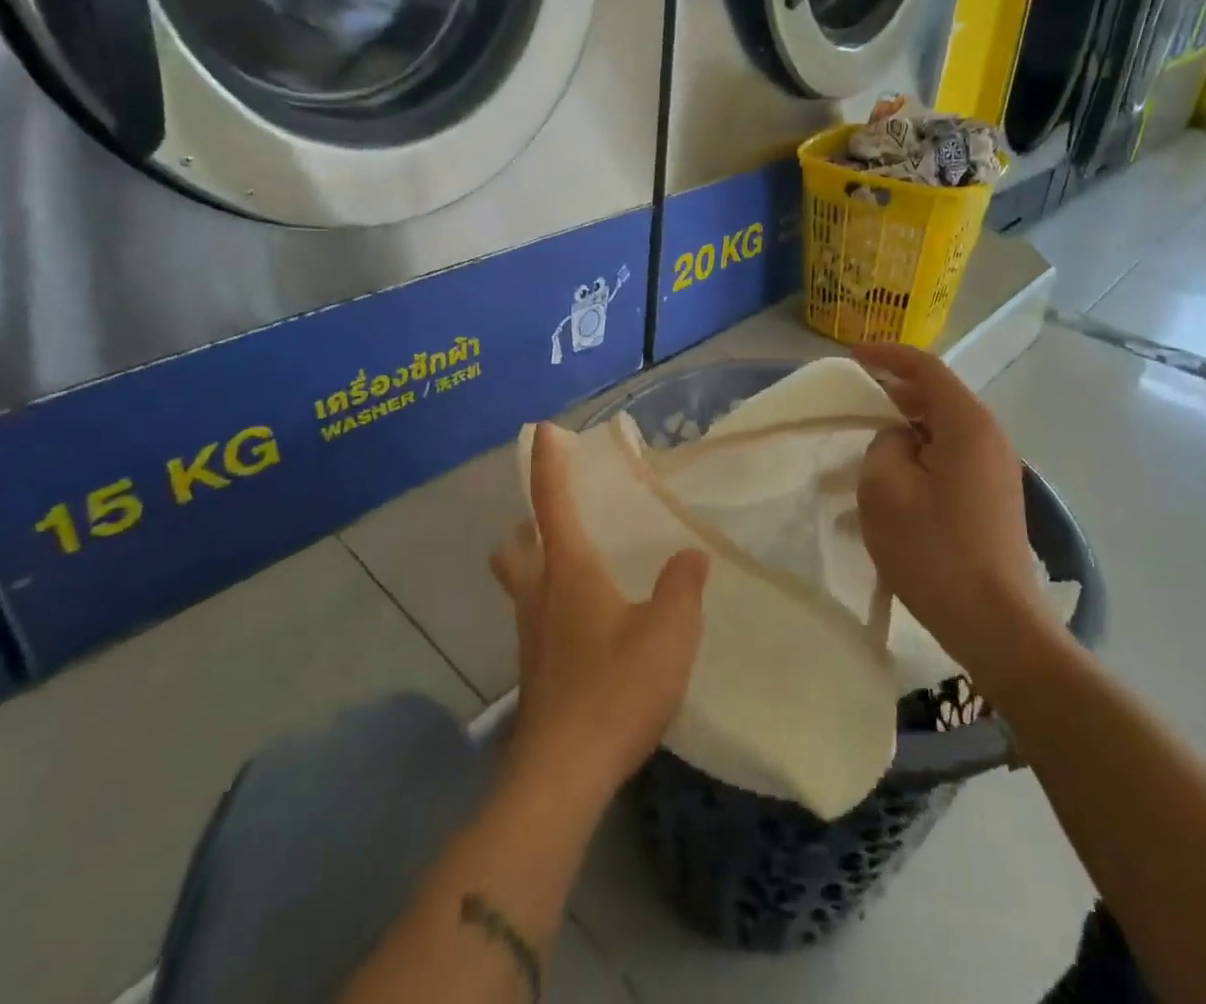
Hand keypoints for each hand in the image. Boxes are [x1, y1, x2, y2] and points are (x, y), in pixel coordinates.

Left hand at [491, 423, 709, 799]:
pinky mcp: (535, 674)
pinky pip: (535, 621)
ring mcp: (531, 637)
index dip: (548, 464)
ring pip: (520, 586)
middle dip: (526, 525)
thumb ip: (682, 587)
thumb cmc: (616, 690)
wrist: (563, 774)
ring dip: (534, 566)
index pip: (552, 503)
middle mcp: (540, 596)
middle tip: (555, 519)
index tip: (544, 430)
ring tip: (576, 569)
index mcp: (569, 572)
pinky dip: (551, 607)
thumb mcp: (669, 633)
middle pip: (515, 548)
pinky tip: (586, 628)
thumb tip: (690, 555)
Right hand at [853, 344, 1059, 695]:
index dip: (887, 356)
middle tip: (853, 401)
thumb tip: (898, 440)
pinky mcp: (993, 498)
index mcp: (967, 425)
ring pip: (942, 430)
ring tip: (866, 443)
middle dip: (894, 392)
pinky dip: (919, 455)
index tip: (852, 357)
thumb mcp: (885, 489)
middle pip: (937, 396)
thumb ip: (883, 445)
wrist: (997, 626)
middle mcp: (990, 438)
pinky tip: (892, 482)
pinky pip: (950, 458)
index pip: (926, 368)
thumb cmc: (934, 552)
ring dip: (904, 428)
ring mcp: (996, 470)